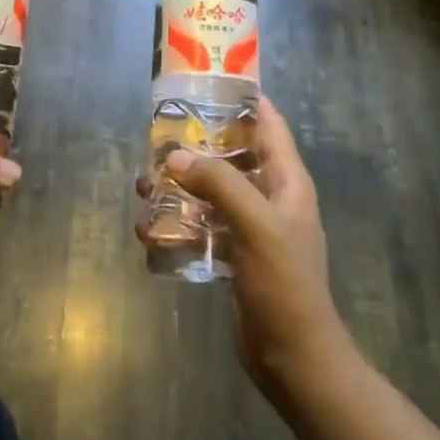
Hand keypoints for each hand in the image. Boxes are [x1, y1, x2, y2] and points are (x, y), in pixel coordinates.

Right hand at [137, 96, 348, 393]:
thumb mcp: (255, 224)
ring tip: (145, 185)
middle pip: (233, 154)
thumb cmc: (283, 283)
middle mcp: (272, 195)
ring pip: (214, 190)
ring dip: (182, 186)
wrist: (294, 358)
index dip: (242, 98)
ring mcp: (254, 226)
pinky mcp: (237, 253)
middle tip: (158, 137)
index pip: (268, 122)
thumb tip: (174, 157)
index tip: (204, 82)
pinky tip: (150, 230)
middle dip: (197, 144)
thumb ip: (218, 183)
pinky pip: (204, 224)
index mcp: (287, 180)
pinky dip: (180, 222)